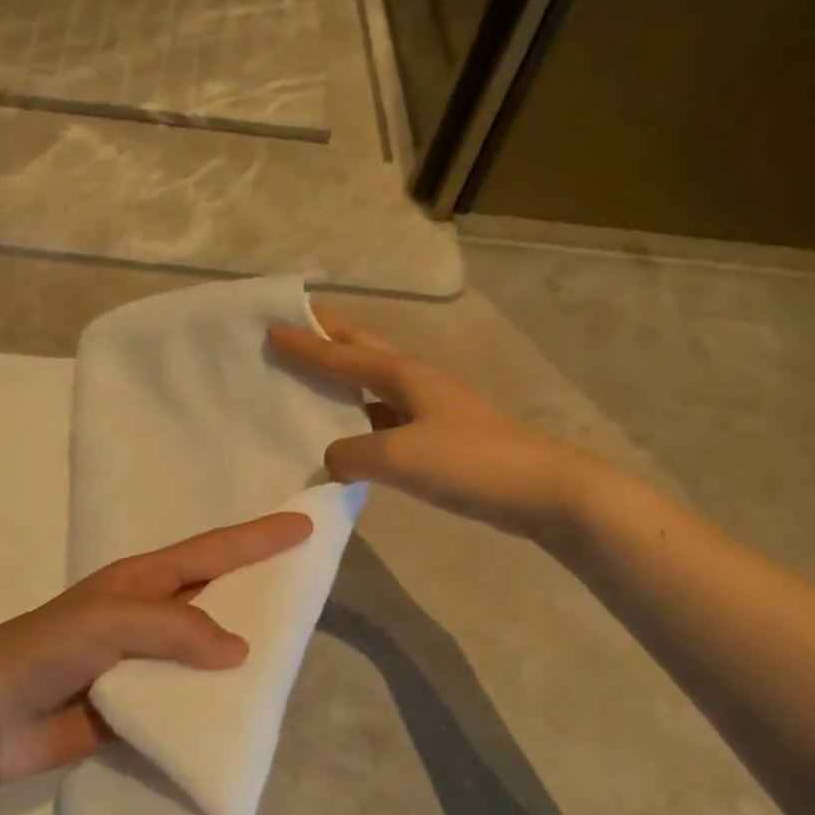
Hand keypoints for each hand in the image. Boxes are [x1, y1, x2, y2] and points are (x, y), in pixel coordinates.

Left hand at [0, 511, 314, 798]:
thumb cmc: (45, 651)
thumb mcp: (109, 622)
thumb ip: (174, 628)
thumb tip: (241, 649)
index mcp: (140, 582)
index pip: (210, 552)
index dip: (257, 539)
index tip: (305, 527)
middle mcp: (146, 617)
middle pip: (214, 598)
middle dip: (258, 593)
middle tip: (310, 594)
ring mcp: (142, 663)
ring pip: (205, 653)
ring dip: (241, 656)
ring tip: (292, 659)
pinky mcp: (137, 706)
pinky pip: (187, 700)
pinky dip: (215, 704)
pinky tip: (247, 713)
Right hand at [268, 308, 601, 541]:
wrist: (543, 490)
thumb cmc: (468, 462)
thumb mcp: (396, 458)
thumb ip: (351, 454)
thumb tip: (333, 458)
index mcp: (404, 375)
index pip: (341, 356)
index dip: (305, 344)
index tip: (271, 327)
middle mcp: (417, 382)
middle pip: (364, 350)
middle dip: (330, 336)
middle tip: (298, 324)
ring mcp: (432, 409)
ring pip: (375, 384)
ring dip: (345, 376)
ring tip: (314, 377)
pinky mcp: (441, 437)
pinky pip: (386, 418)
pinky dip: (361, 417)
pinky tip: (350, 435)